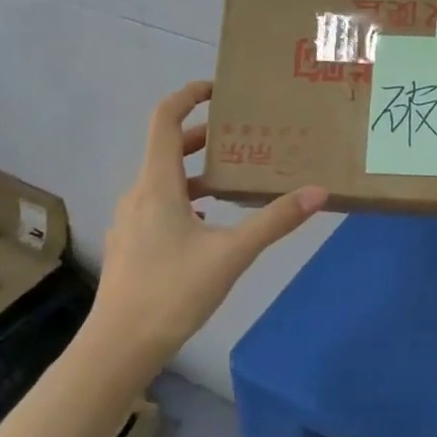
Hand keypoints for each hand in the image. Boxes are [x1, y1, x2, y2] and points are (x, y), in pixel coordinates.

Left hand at [88, 81, 327, 365]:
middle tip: (242, 135)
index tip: (218, 89)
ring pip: (164, 179)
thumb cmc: (172, 292)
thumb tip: (318, 192)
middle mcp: (138, 194)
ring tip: (233, 179)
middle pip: (167, 148)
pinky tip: (209, 224)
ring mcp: (130, 221)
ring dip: (196, 170)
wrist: (118, 348)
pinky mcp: (131, 244)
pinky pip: (159, 204)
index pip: (165, 119)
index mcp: (157, 184)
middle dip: (203, 136)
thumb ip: (274, 221)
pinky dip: (186, 198)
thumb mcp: (231, 254)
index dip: (188, 96)